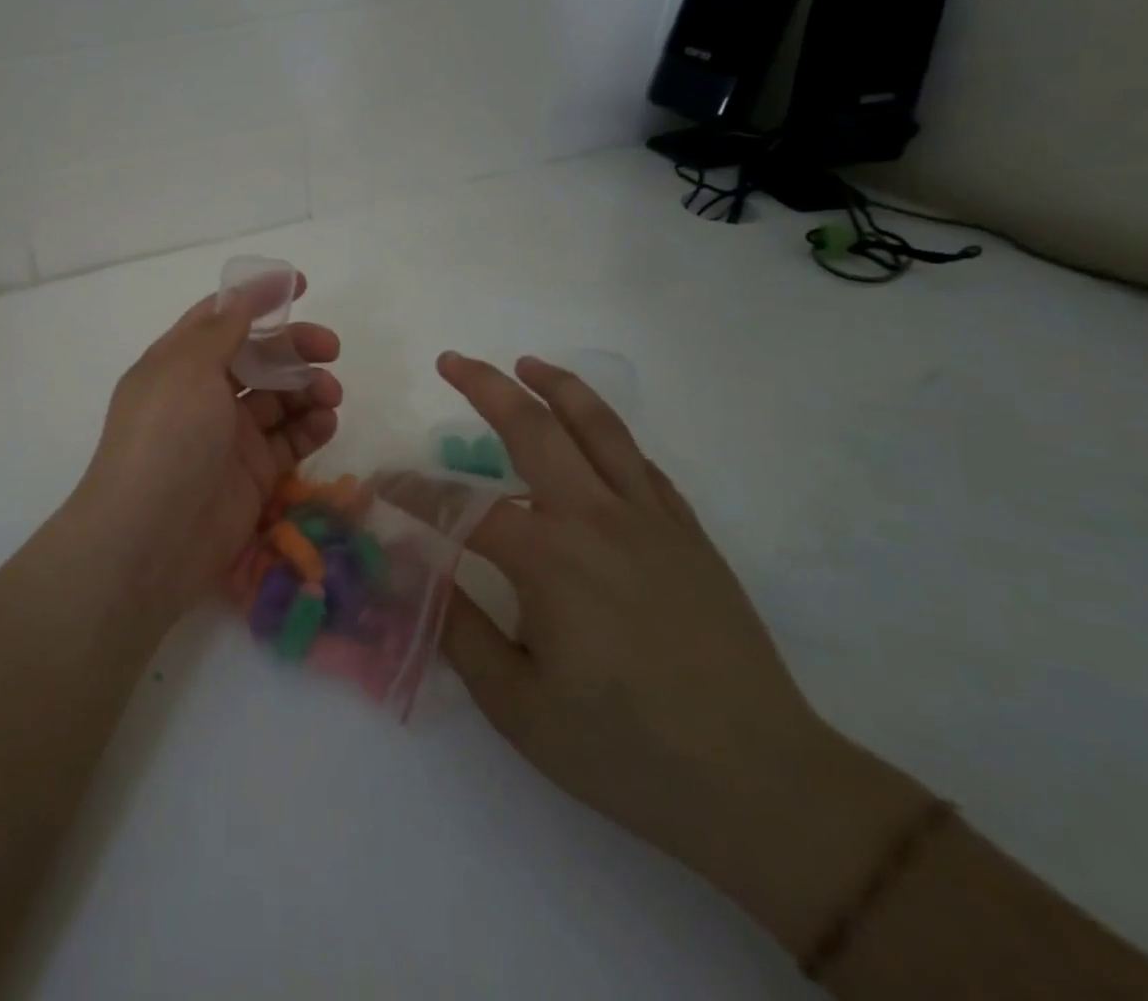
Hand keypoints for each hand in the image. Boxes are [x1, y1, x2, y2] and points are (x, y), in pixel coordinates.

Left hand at [64, 278, 341, 623]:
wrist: (151, 538)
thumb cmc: (167, 437)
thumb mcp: (188, 367)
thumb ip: (225, 325)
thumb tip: (251, 285)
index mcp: (179, 362)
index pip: (222, 317)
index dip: (258, 299)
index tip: (301, 286)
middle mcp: (203, 394)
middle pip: (258, 356)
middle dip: (295, 347)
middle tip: (330, 349)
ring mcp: (229, 436)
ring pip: (279, 398)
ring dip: (309, 387)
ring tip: (330, 395)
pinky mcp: (253, 474)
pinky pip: (290, 440)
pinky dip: (311, 427)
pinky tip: (325, 423)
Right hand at [436, 352, 926, 954]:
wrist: (766, 787)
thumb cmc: (628, 753)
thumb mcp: (519, 706)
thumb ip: (459, 629)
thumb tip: (414, 568)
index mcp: (548, 559)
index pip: (459, 506)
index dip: (412, 491)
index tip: (380, 485)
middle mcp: (595, 518)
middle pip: (532, 427)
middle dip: (484, 386)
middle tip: (450, 360)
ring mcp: (650, 520)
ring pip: (598, 427)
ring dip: (556, 385)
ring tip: (525, 364)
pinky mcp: (689, 534)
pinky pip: (641, 464)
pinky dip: (608, 435)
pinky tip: (592, 435)